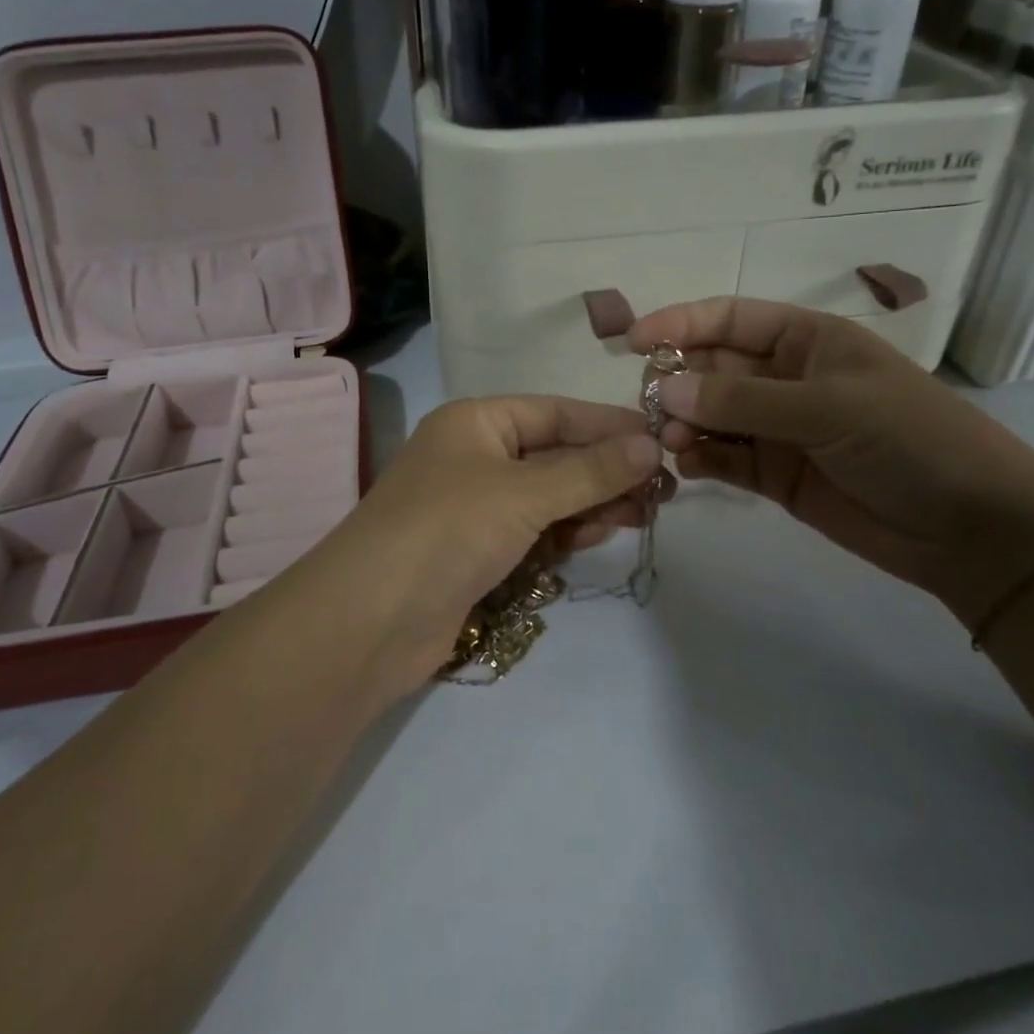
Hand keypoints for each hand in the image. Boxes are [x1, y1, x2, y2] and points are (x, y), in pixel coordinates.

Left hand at [314, 397, 669, 694]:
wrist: (371, 621)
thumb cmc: (448, 530)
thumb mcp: (524, 493)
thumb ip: (590, 470)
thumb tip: (651, 445)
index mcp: (476, 422)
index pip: (555, 412)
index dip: (609, 425)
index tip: (661, 441)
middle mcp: (475, 456)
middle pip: (555, 455)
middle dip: (606, 470)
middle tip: (662, 490)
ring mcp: (475, 506)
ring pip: (549, 496)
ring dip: (592, 502)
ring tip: (642, 514)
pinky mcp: (478, 551)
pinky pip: (535, 530)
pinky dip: (566, 531)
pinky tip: (597, 535)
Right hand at [629, 297, 1033, 623]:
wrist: (971, 528)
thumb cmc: (910, 440)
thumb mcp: (829, 407)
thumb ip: (744, 400)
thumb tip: (666, 388)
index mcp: (806, 340)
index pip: (728, 319)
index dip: (679, 323)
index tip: (632, 342)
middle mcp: (785, 378)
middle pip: (711, 368)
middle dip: (678, 381)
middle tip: (652, 408)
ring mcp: (778, 429)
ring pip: (711, 415)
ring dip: (684, 423)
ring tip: (671, 442)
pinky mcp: (775, 475)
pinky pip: (724, 458)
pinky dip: (701, 459)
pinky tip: (688, 466)